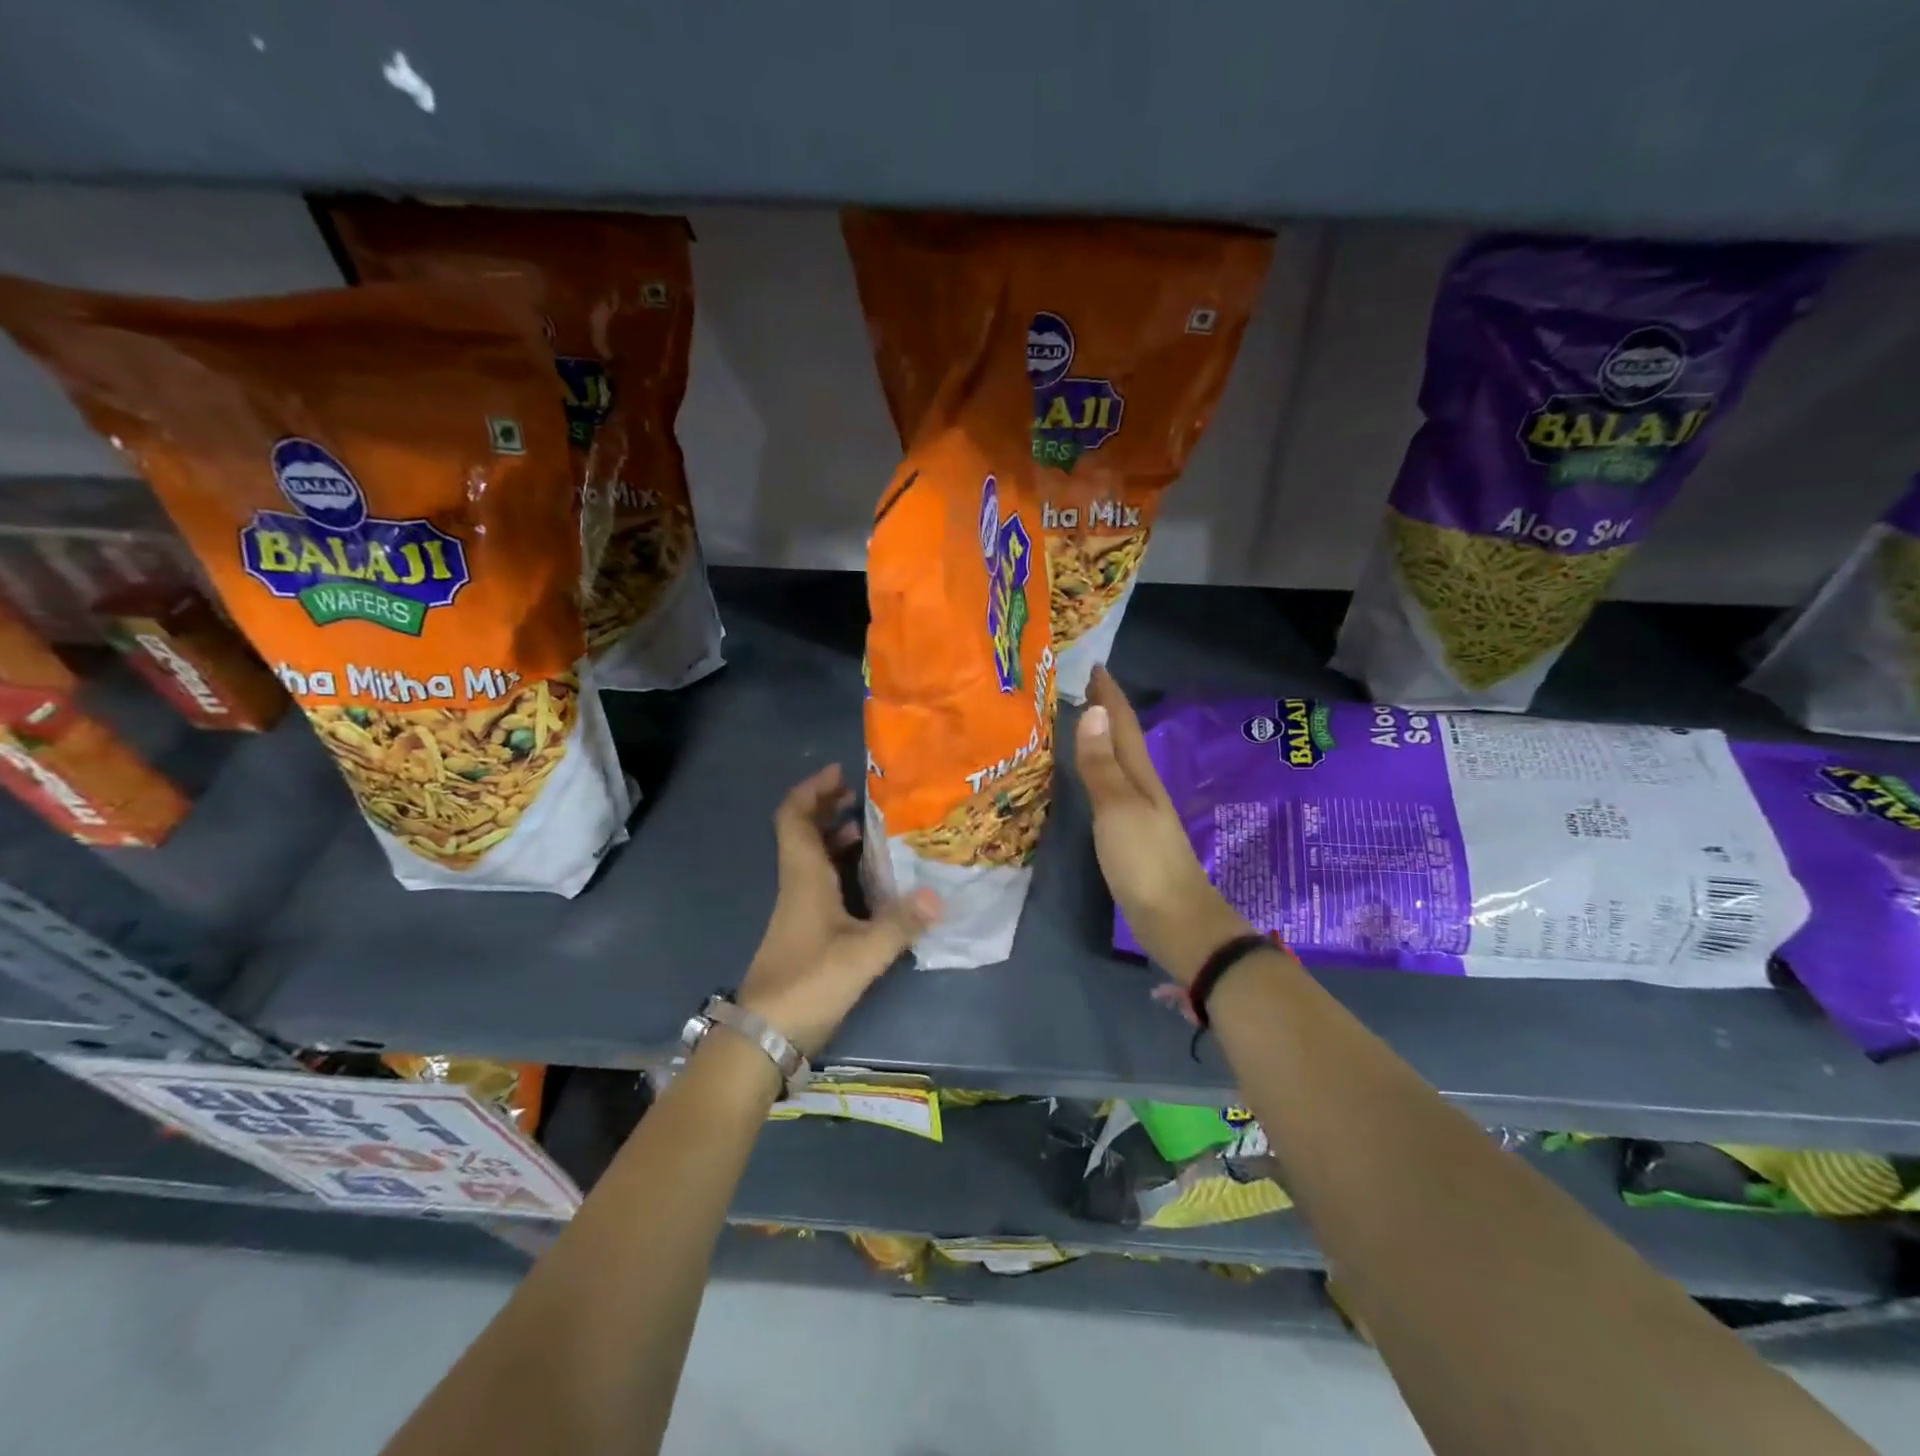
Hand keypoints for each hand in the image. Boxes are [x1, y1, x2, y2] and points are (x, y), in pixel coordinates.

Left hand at [737, 764, 941, 1056]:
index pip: (794, 817)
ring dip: (836, 836)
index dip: (812, 790)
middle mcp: (797, 884)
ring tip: (873, 828)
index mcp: (803, 877)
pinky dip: (842, 867)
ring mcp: (799, 907)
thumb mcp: (861, 955)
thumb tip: (940, 895)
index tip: (840, 773)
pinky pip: (822, 881)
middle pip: (803, 831)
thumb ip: (900, 924)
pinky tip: (872, 877)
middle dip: (829, 806)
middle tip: (864, 796)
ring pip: (813, 856)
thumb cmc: (807, 984)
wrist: (764, 1036)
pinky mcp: (805, 928)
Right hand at [1075, 667, 1250, 985]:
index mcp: (1140, 776)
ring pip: (1118, 764)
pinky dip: (1099, 772)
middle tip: (1080, 687)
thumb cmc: (1145, 862)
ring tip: (1079, 722)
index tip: (1094, 665)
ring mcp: (1138, 813)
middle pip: (1123, 740)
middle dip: (1105, 711)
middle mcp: (1142, 787)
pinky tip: (1090, 778)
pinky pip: (1111, 789)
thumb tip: (1094, 711)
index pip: (1123, 724)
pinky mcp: (1130, 836)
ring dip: (1102, 740)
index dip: (1110, 695)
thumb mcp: (1118, 809)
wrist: (1176, 920)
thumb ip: (1102, 765)